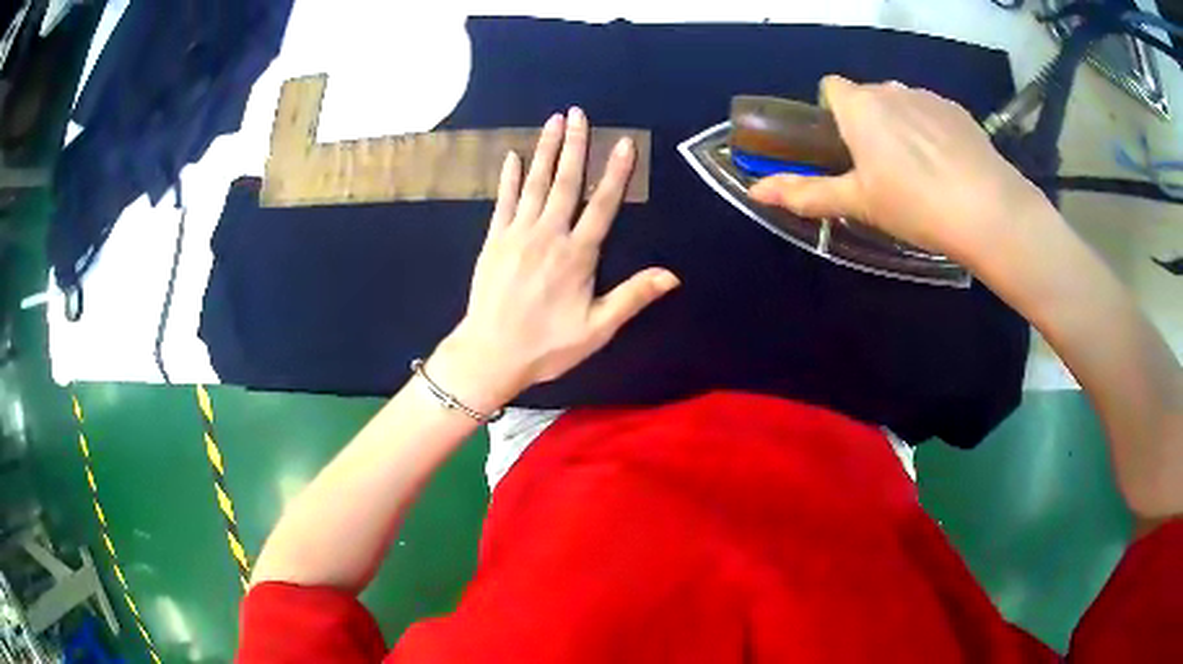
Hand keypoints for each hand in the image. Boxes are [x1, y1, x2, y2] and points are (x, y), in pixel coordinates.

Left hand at [430, 108, 678, 412]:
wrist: (490, 354)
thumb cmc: (547, 346)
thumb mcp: (597, 329)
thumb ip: (632, 297)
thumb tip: (672, 275)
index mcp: (577, 255)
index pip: (603, 205)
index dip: (616, 173)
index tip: (623, 143)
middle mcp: (549, 235)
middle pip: (566, 182)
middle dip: (574, 145)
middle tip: (578, 113)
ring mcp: (517, 234)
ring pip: (535, 183)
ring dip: (545, 150)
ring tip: (553, 121)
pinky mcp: (493, 240)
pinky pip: (503, 201)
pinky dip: (509, 177)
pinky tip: (513, 156)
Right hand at [748, 76, 1054, 270]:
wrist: (988, 210)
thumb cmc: (914, 204)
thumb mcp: (858, 203)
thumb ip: (806, 193)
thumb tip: (756, 191)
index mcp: (860, 106)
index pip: (830, 87)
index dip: (831, 113)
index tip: (843, 147)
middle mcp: (891, 89)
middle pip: (868, 97)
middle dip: (868, 123)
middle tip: (882, 171)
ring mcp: (928, 96)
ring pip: (902, 104)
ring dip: (901, 126)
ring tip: (921, 173)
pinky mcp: (958, 111)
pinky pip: (932, 113)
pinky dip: (932, 131)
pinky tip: (947, 167)